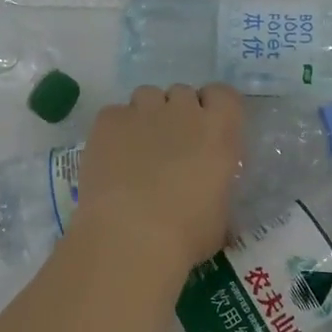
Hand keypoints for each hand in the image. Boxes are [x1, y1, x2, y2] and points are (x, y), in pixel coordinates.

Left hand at [72, 84, 243, 277]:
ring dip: (147, 115)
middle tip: (171, 146)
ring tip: (137, 148)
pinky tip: (110, 157)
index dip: (214, 107)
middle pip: (183, 93)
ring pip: (147, 96)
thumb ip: (216, 186)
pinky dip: (115, 130)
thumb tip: (208, 188)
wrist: (130, 237)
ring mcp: (143, 111)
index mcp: (218, 132)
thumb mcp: (219, 215)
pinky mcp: (108, 120)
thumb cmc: (185, 235)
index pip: (224, 95)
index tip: (208, 129)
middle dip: (178, 113)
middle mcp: (183, 111)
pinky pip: (115, 113)